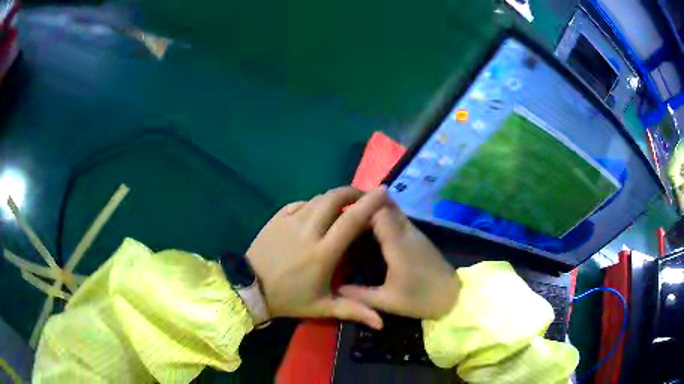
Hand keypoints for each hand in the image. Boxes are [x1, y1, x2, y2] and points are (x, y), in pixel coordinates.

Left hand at [246, 186, 387, 328]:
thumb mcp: (322, 308)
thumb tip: (382, 323)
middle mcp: (308, 231)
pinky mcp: (276, 218)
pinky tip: (317, 212)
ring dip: (334, 198)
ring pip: (318, 198)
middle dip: (352, 192)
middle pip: (334, 198)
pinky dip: (313, 203)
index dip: (370, 203)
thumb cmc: (289, 299)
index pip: (351, 220)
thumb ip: (354, 311)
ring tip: (343, 205)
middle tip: (363, 198)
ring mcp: (290, 221)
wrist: (250, 289)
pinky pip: (300, 203)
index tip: (383, 192)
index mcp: (323, 252)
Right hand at [339, 204, 458, 319]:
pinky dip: (385, 219)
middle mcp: (406, 232)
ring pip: (394, 210)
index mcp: (397, 243)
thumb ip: (359, 295)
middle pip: (386, 205)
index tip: (340, 213)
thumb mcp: (387, 301)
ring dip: (376, 210)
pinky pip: (399, 219)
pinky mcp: (420, 238)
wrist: (453, 297)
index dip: (360, 208)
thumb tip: (335, 289)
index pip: (378, 211)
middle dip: (366, 205)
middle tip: (344, 215)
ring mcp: (415, 233)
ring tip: (355, 222)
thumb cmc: (420, 299)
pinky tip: (373, 233)